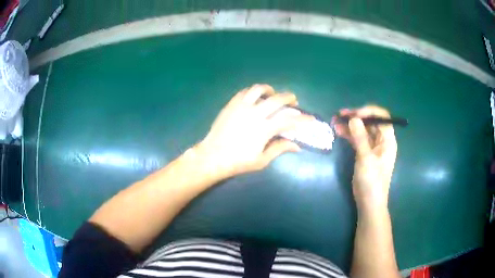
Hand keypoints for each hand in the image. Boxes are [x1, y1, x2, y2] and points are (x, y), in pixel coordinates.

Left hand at [197, 84, 312, 178]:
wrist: (212, 156)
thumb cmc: (238, 161)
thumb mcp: (261, 160)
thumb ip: (280, 149)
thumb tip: (297, 146)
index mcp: (264, 129)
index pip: (289, 120)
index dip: (303, 119)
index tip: (311, 119)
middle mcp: (255, 113)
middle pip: (277, 99)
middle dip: (289, 98)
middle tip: (294, 102)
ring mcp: (241, 106)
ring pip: (259, 89)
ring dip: (270, 90)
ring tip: (273, 94)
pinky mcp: (231, 104)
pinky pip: (245, 91)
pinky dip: (254, 91)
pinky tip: (256, 97)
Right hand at [333, 106, 397, 211]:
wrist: (369, 201)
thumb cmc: (372, 181)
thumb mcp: (366, 158)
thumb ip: (360, 137)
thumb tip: (354, 118)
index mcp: (387, 140)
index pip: (382, 117)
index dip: (369, 112)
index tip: (355, 114)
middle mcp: (381, 140)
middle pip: (370, 122)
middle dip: (356, 116)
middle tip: (341, 114)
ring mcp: (372, 147)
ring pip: (362, 130)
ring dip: (350, 125)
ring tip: (336, 121)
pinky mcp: (364, 153)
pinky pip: (357, 139)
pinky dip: (348, 134)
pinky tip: (338, 131)